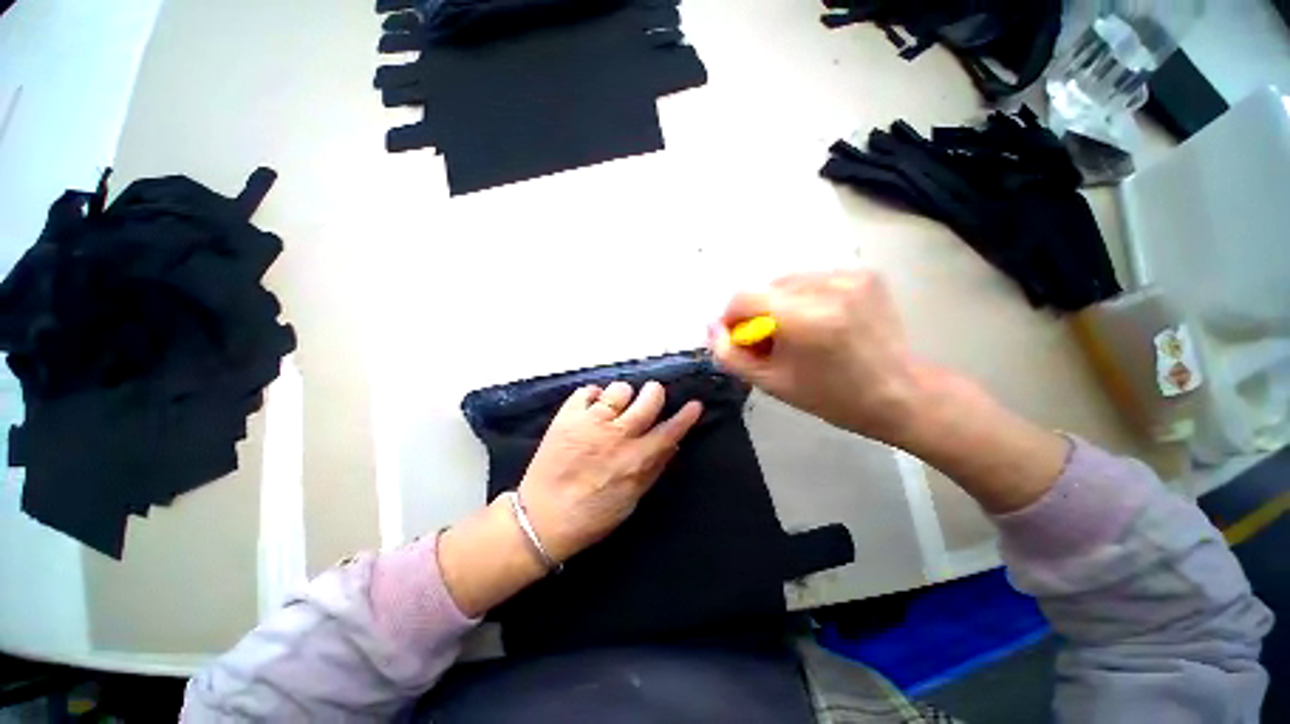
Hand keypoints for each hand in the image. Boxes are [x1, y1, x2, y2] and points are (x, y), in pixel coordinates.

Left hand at [518, 381, 703, 562]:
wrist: (541, 517)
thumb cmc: (592, 515)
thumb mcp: (631, 499)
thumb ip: (653, 469)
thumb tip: (673, 445)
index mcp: (636, 458)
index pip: (669, 430)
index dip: (686, 416)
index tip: (695, 405)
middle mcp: (617, 435)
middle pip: (648, 398)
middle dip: (655, 393)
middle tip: (651, 396)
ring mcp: (590, 422)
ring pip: (619, 389)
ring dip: (623, 395)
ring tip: (616, 406)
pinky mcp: (567, 417)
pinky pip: (588, 390)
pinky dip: (593, 396)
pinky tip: (592, 407)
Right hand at [709, 269, 1069, 513]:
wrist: (900, 394)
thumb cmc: (832, 397)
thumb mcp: (771, 383)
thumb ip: (731, 355)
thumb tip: (711, 328)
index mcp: (807, 319)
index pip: (745, 297)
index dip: (731, 316)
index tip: (736, 336)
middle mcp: (830, 286)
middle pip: (766, 288)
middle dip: (757, 313)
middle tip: (767, 342)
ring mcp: (851, 275)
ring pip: (788, 282)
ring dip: (779, 305)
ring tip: (793, 333)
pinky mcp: (864, 273)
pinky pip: (813, 280)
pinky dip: (802, 298)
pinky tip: (815, 322)